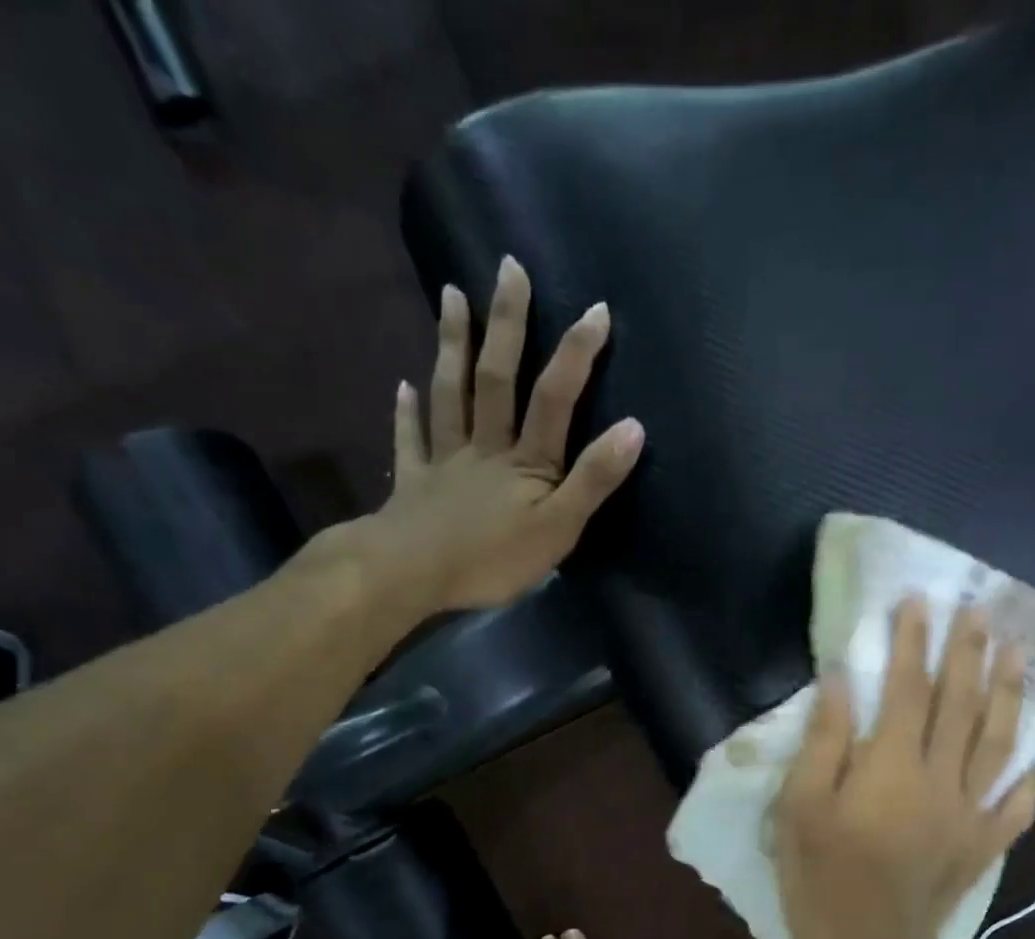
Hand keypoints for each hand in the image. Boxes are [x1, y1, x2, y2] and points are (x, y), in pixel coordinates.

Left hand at [335, 256, 644, 613]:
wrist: (412, 575)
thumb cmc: (493, 559)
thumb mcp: (559, 528)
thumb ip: (593, 480)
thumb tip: (634, 427)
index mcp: (526, 461)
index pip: (555, 399)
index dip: (577, 355)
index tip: (596, 309)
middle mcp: (485, 448)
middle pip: (496, 379)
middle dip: (505, 323)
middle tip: (507, 267)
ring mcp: (444, 462)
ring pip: (450, 396)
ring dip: (451, 346)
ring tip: (450, 296)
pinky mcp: (414, 485)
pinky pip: (410, 442)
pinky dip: (405, 414)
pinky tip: (401, 387)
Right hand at [775, 598, 1034, 938]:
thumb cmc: (818, 875)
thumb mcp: (800, 804)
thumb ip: (824, 739)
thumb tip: (841, 679)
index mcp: (893, 766)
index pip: (908, 688)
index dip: (914, 642)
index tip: (919, 602)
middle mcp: (941, 780)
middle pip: (961, 704)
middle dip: (969, 653)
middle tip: (980, 612)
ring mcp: (970, 815)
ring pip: (998, 743)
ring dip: (1008, 694)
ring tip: (1016, 656)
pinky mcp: (982, 848)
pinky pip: (1016, 805)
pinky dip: (1027, 776)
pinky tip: (1033, 755)